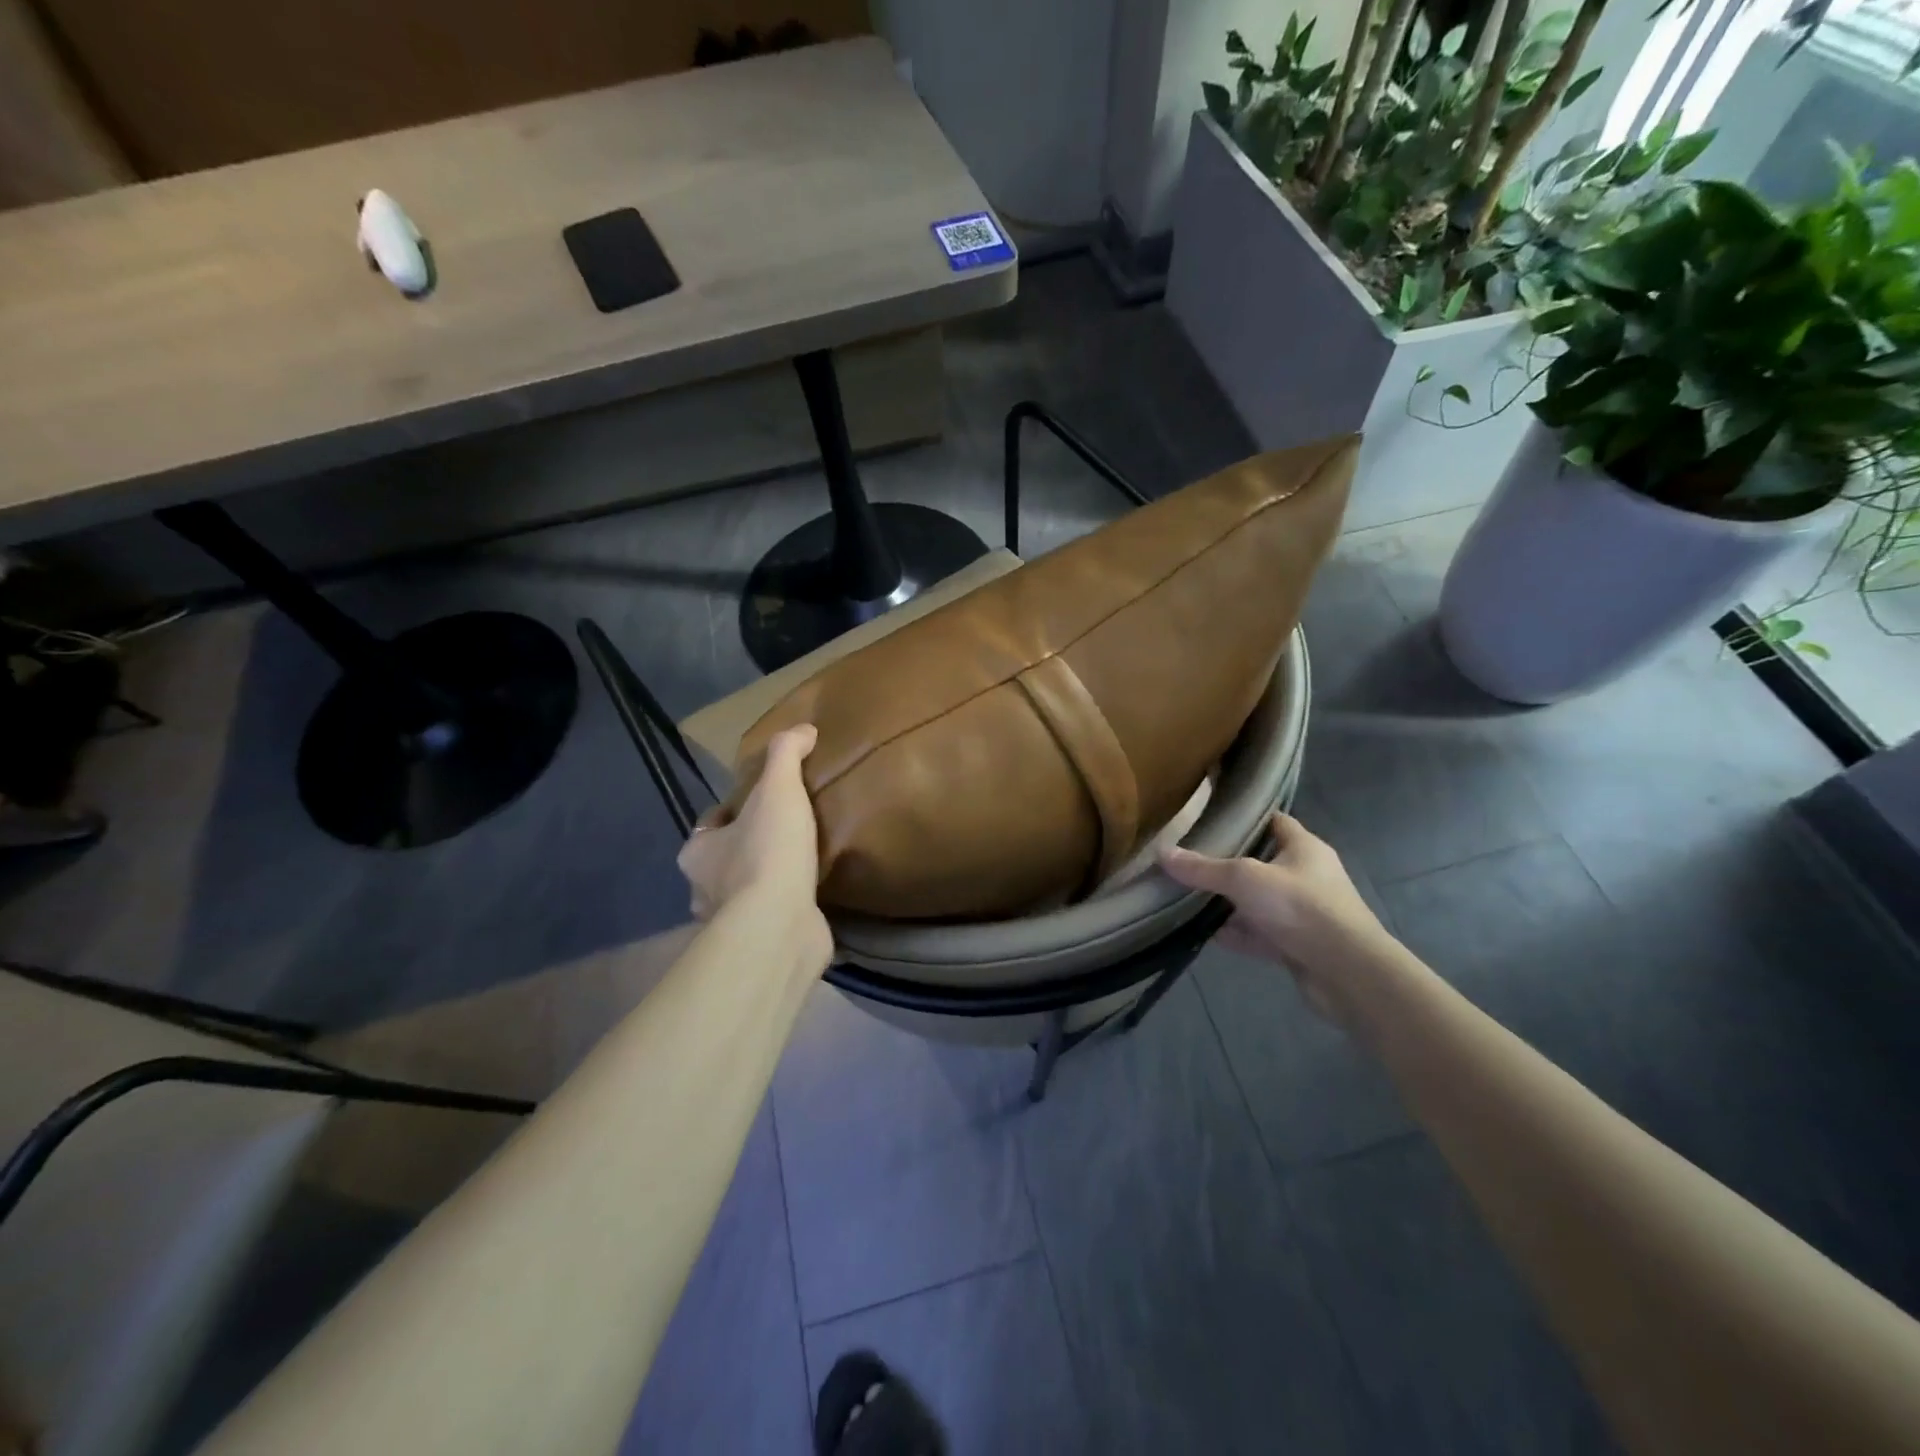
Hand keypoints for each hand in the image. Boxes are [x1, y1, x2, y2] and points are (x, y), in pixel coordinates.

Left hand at [678, 724, 831, 973]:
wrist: (779, 925)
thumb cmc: (768, 853)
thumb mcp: (778, 789)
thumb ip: (786, 755)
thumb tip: (803, 729)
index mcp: (698, 853)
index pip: (710, 825)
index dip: (732, 812)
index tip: (760, 803)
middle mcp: (704, 890)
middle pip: (724, 861)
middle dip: (746, 849)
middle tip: (784, 834)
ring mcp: (730, 922)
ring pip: (744, 893)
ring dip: (765, 882)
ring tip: (800, 866)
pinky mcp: (759, 944)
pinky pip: (770, 918)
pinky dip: (784, 908)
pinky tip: (809, 899)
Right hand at [1158, 811, 1393, 1020]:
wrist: (1348, 973)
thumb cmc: (1301, 908)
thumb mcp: (1244, 879)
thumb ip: (1203, 868)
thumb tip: (1162, 853)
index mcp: (1304, 848)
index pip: (1274, 822)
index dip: (1246, 818)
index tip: (1211, 819)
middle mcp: (1306, 876)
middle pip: (1261, 864)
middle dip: (1227, 865)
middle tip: (1189, 861)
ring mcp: (1303, 913)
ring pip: (1258, 902)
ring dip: (1229, 904)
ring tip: (1188, 898)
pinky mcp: (1298, 946)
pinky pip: (1259, 934)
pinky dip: (1236, 934)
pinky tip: (1205, 934)